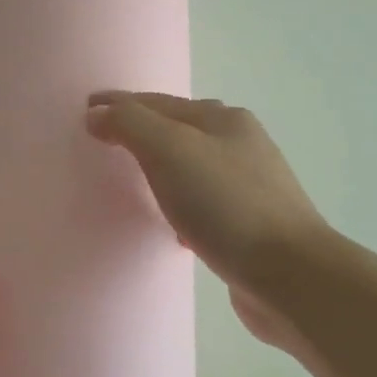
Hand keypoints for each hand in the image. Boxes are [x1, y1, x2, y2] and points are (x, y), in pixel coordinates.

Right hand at [86, 91, 325, 359]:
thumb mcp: (170, 151)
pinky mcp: (250, 226)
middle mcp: (241, 145)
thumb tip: (98, 113)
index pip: (159, 102)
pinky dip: (181, 205)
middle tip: (105, 141)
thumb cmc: (226, 205)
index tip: (86, 109)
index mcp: (224, 120)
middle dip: (143, 131)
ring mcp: (250, 186)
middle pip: (180, 129)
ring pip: (193, 167)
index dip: (120, 103)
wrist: (290, 274)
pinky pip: (204, 205)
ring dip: (162, 169)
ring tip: (133, 181)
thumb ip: (130, 125)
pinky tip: (172, 226)